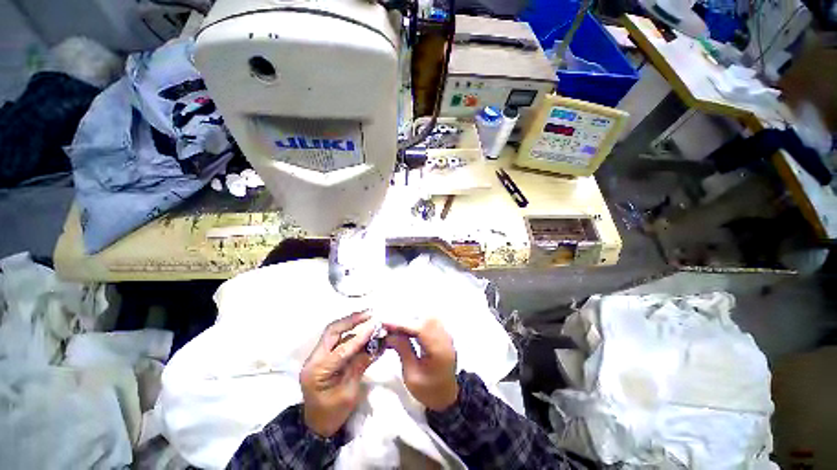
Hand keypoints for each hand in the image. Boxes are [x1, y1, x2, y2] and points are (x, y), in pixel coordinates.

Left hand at [300, 312, 375, 436]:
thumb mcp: (349, 392)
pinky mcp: (323, 356)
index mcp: (317, 371)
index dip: (360, 336)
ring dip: (351, 323)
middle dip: (352, 320)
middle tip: (370, 313)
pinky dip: (351, 333)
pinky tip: (363, 330)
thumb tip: (378, 344)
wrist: (316, 426)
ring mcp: (317, 356)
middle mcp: (314, 359)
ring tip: (368, 317)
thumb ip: (361, 365)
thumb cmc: (332, 414)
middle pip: (332, 331)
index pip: (342, 349)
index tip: (376, 325)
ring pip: (334, 332)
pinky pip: (337, 339)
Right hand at [384, 318, 458, 411]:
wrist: (446, 396)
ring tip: (396, 326)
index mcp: (439, 350)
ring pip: (427, 315)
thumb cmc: (428, 390)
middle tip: (389, 325)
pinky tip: (407, 327)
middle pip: (425, 317)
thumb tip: (389, 333)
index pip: (420, 328)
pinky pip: (430, 319)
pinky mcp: (443, 333)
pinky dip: (417, 319)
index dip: (402, 323)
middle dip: (406, 318)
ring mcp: (446, 334)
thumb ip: (402, 350)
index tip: (385, 323)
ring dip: (411, 317)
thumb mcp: (411, 375)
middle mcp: (445, 338)